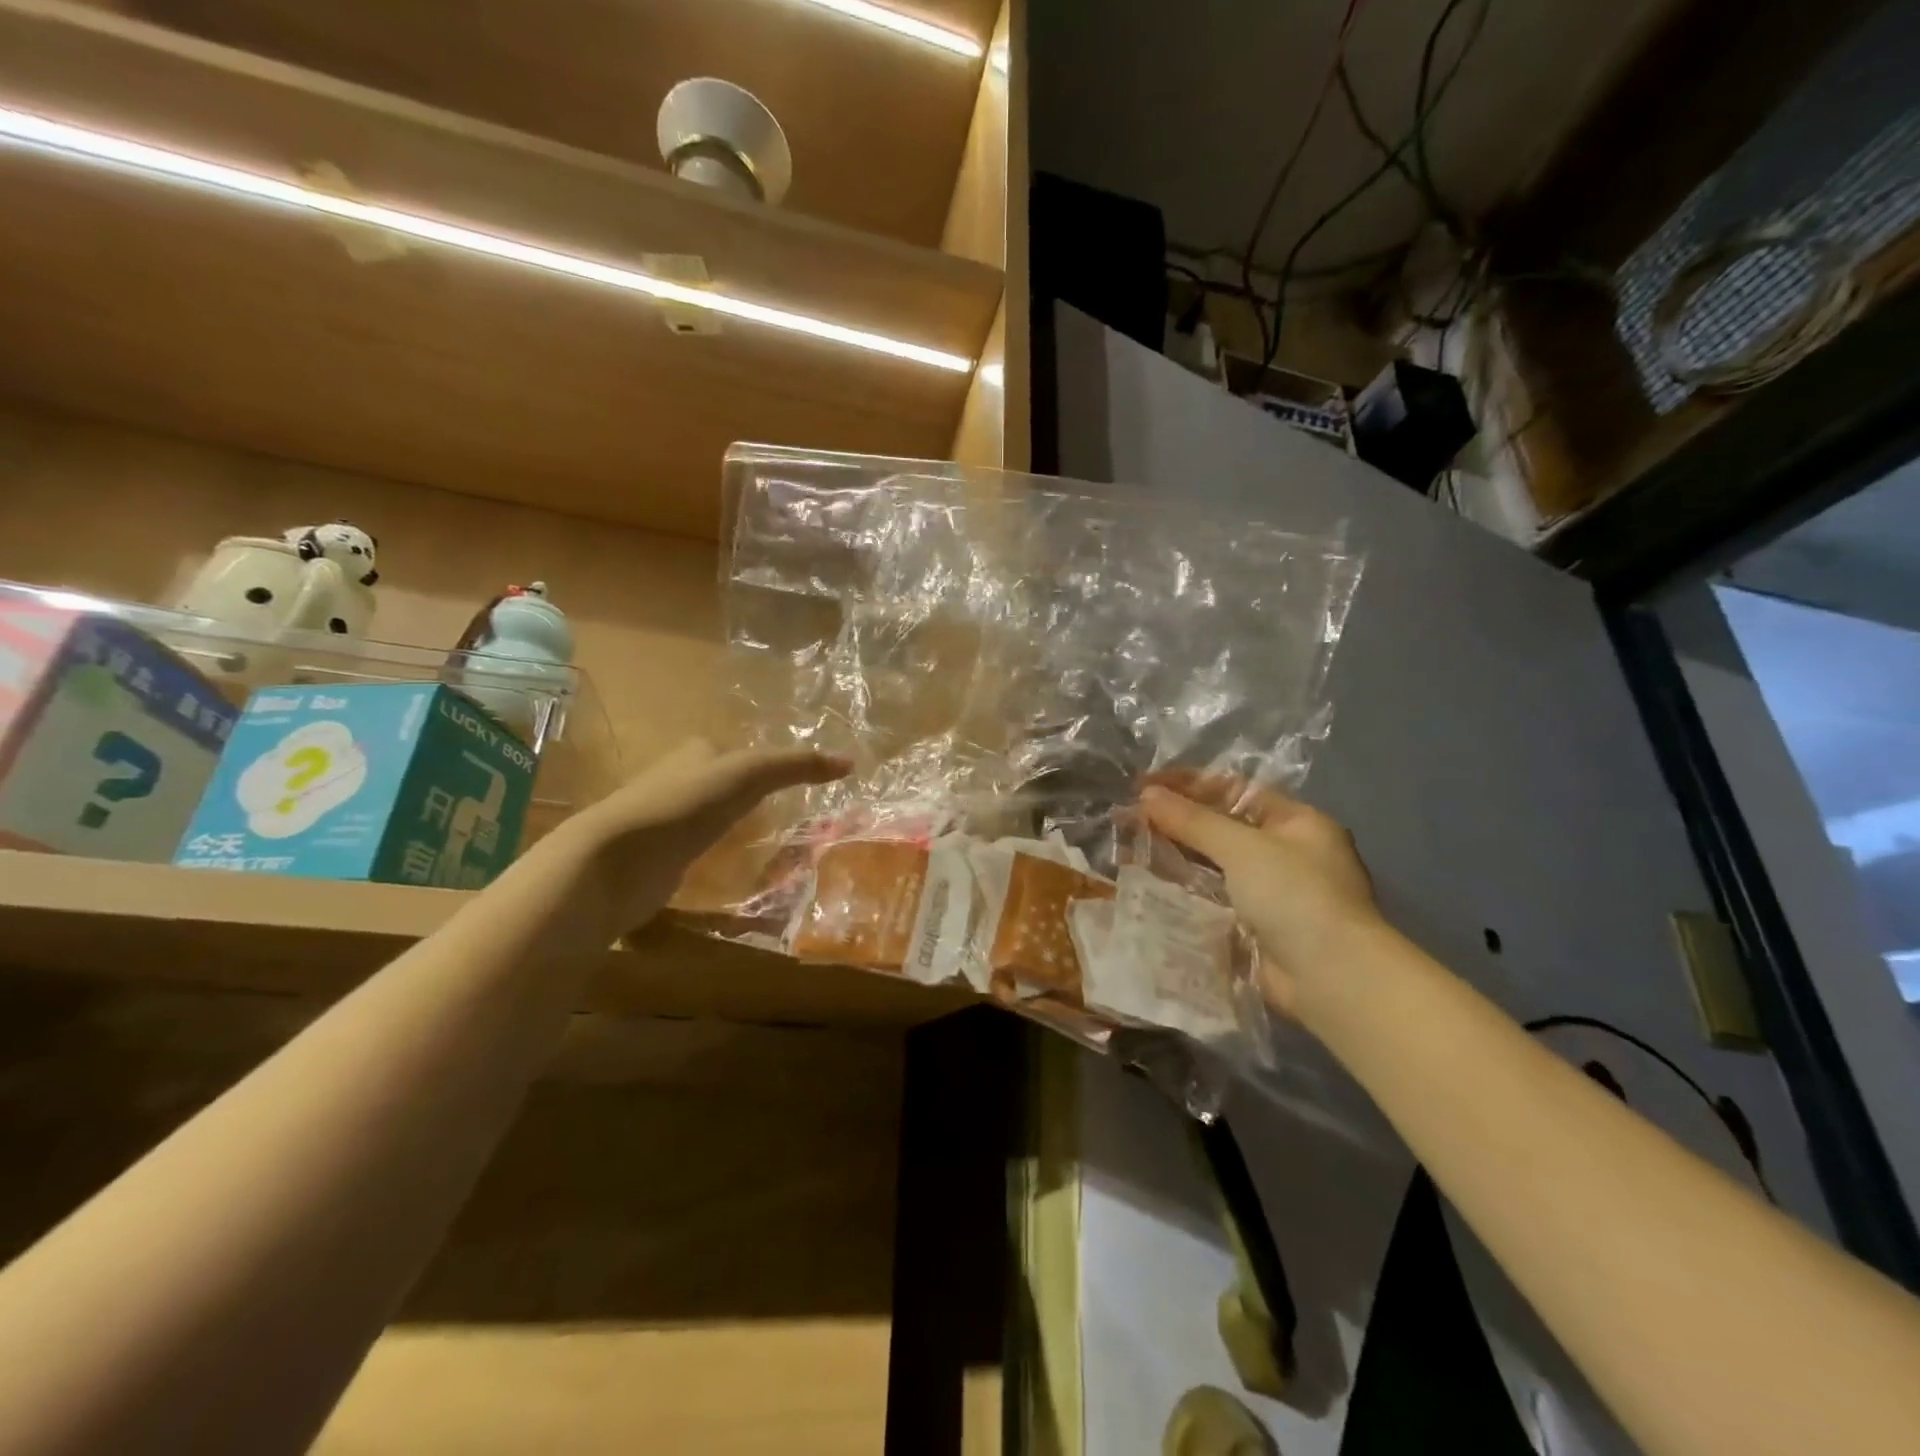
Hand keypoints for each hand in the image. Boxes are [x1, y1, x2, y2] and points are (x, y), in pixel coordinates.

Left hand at [560, 739, 848, 940]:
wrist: (616, 861)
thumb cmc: (684, 805)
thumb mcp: (749, 774)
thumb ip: (796, 765)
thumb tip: (850, 762)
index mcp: (694, 754)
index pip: (734, 751)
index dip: (762, 762)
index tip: (794, 782)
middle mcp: (677, 783)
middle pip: (720, 786)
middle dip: (747, 798)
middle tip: (790, 816)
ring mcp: (664, 825)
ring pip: (709, 822)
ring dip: (733, 831)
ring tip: (773, 847)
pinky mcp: (659, 862)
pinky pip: (697, 855)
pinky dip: (717, 860)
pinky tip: (736, 873)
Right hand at [1141, 776, 1380, 1019]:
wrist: (1331, 977)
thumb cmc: (1295, 895)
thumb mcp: (1242, 847)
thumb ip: (1193, 820)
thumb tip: (1147, 794)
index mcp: (1295, 822)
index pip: (1233, 790)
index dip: (1187, 784)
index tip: (1143, 784)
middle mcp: (1286, 852)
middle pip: (1222, 826)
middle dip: (1177, 820)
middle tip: (1129, 816)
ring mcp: (1271, 892)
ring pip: (1214, 863)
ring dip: (1177, 855)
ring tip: (1131, 846)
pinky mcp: (1255, 926)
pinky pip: (1213, 897)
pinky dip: (1185, 889)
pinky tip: (1151, 883)